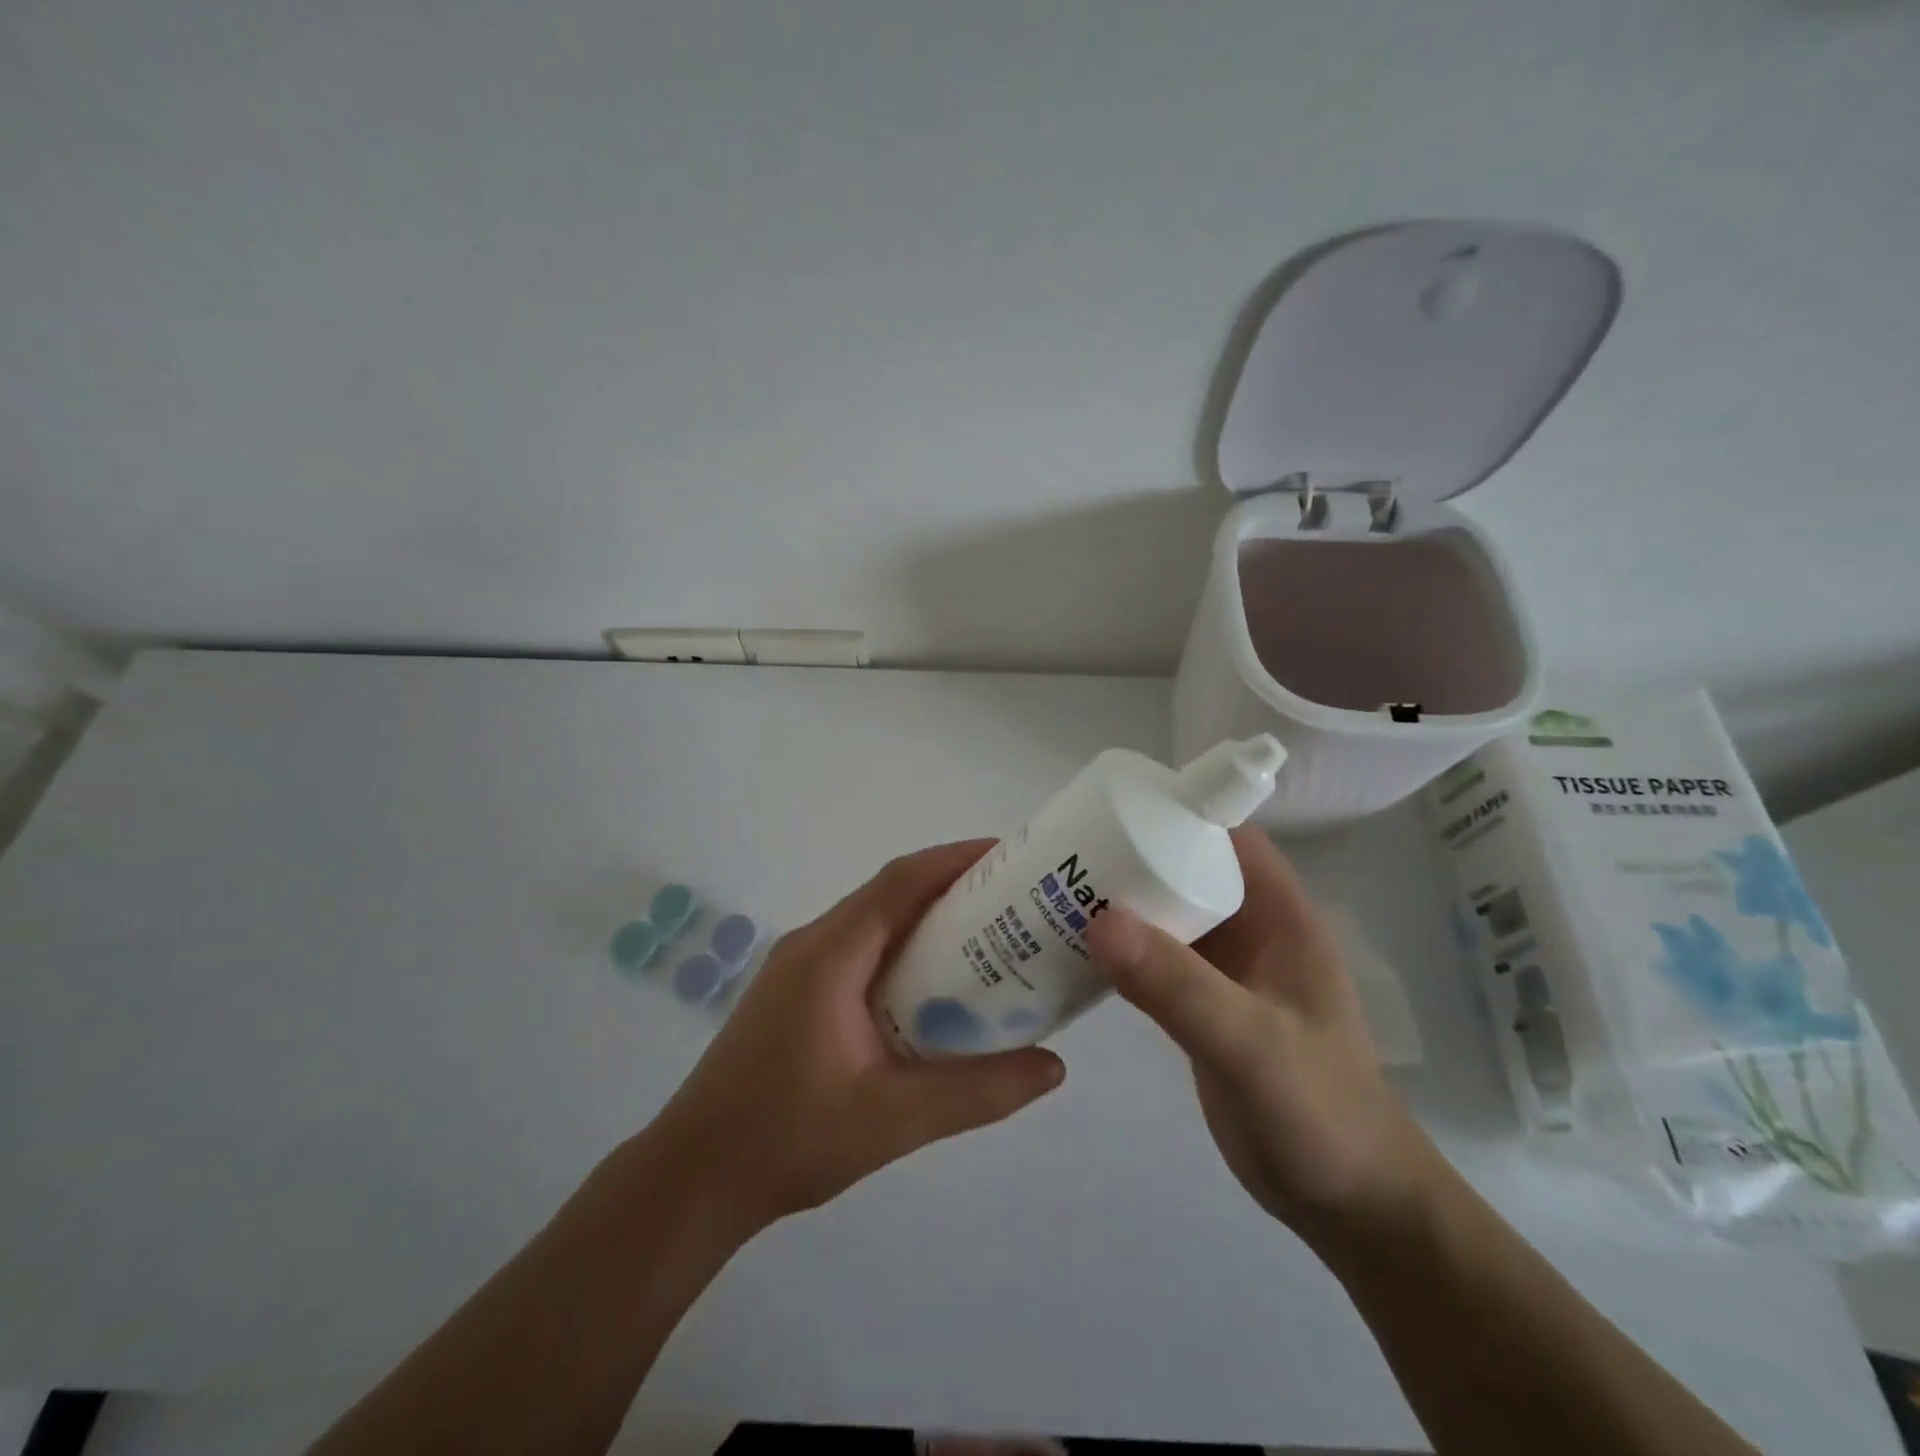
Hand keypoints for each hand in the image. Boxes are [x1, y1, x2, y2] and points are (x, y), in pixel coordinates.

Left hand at [649, 841, 1065, 1231]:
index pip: (900, 882)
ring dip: (925, 920)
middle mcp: (812, 945)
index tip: (1008, 856)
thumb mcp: (894, 1120)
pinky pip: (858, 951)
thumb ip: (976, 1092)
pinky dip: (901, 951)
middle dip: (951, 888)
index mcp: (830, 954)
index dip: (955, 861)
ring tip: (986, 940)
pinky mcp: (794, 993)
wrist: (694, 1178)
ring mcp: (797, 968)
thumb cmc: (789, 1139)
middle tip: (1013, 903)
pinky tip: (930, 989)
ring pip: (872, 923)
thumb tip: (1053, 1065)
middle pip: (889, 895)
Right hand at [1086, 827, 1440, 1237]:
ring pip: (1165, 913)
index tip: (1106, 808)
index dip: (1174, 811)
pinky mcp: (1202, 1004)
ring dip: (1119, 903)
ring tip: (1053, 892)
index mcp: (1278, 915)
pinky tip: (1074, 950)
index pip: (1225, 836)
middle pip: (1184, 867)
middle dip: (1129, 855)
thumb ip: (1180, 986)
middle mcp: (1251, 930)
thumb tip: (1099, 920)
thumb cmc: (1320, 1112)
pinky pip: (1155, 959)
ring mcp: (1225, 969)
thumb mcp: (1251, 1045)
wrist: (1349, 1204)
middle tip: (1060, 853)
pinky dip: (1119, 949)